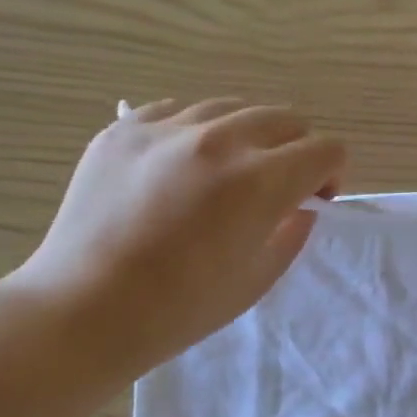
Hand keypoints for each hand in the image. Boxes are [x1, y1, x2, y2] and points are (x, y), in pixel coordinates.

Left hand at [4, 98, 345, 378]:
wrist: (86, 308)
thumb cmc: (182, 308)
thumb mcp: (259, 277)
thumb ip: (292, 231)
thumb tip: (299, 205)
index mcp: (260, 181)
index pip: (325, 149)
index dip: (331, 175)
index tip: (313, 201)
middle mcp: (218, 140)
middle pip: (285, 119)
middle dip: (296, 151)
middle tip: (277, 188)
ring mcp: (166, 128)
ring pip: (233, 108)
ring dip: (248, 138)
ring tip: (226, 176)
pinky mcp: (122, 129)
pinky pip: (179, 112)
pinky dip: (196, 133)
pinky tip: (181, 169)